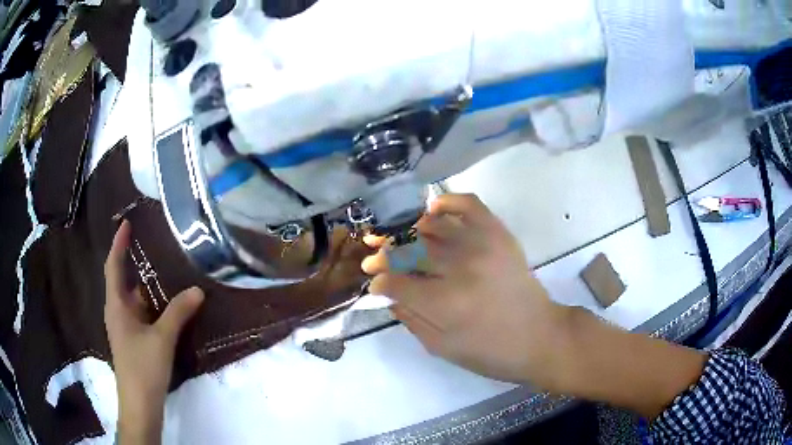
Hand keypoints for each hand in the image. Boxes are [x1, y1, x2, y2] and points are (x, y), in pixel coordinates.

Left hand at [104, 221, 203, 441]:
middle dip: (132, 261)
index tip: (126, 224)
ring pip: (133, 299)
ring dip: (144, 284)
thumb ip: (178, 313)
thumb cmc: (143, 367)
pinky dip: (150, 304)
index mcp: (117, 306)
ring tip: (161, 270)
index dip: (119, 244)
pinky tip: (165, 305)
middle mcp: (117, 312)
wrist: (140, 404)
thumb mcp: (162, 338)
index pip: (114, 266)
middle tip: (149, 243)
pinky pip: (140, 314)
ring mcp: (125, 328)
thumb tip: (197, 289)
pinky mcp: (134, 340)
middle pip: (121, 280)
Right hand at [362, 193, 566, 385]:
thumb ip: (410, 319)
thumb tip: (388, 293)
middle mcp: (460, 268)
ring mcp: (481, 245)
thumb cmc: (490, 351)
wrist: (539, 336)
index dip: (379, 280)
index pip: (396, 281)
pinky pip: (469, 204)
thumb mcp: (442, 347)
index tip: (375, 281)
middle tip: (378, 258)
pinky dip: (447, 201)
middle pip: (409, 250)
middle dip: (386, 254)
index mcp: (444, 304)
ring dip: (409, 231)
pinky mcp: (499, 234)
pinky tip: (434, 210)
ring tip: (404, 240)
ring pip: (432, 225)